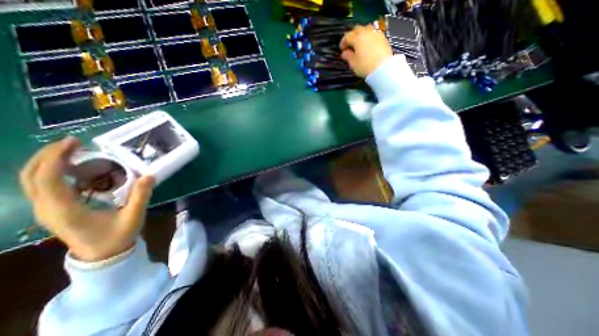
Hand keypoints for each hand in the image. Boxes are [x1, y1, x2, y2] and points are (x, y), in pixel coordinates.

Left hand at [21, 136, 153, 262]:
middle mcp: (47, 208)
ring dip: (48, 161)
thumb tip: (149, 175)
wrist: (103, 255)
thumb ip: (141, 196)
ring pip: (32, 180)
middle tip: (73, 142)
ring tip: (73, 150)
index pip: (48, 179)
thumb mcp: (133, 216)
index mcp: (65, 210)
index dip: (57, 158)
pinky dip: (53, 171)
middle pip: (31, 176)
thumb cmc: (117, 237)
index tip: (75, 143)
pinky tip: (74, 167)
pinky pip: (44, 185)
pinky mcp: (53, 209)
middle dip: (47, 155)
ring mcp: (47, 209)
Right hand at [339, 24, 396, 77]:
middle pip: (357, 29)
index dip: (343, 42)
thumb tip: (344, 53)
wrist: (382, 68)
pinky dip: (368, 36)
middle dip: (352, 36)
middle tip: (349, 45)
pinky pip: (373, 33)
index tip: (341, 49)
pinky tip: (368, 44)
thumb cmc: (365, 66)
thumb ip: (348, 56)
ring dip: (361, 34)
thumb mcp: (353, 64)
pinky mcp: (382, 37)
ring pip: (366, 28)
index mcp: (357, 38)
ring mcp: (375, 33)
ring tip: (359, 43)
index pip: (347, 36)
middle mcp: (366, 32)